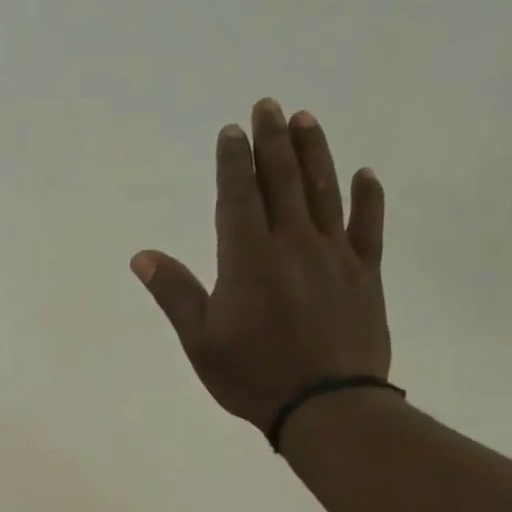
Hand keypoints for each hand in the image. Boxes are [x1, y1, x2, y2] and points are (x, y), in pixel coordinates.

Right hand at [132, 99, 389, 437]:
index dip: (233, 162)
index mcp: (248, 260)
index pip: (238, 198)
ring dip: (314, 152)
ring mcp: (334, 256)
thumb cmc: (253, 376)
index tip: (231, 132)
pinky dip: (367, 198)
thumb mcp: (201, 342)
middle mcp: (293, 245)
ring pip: (325, 191)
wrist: (327, 404)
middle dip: (273, 141)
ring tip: (306, 119)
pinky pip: (369, 226)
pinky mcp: (365, 274)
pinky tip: (364, 174)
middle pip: (283, 181)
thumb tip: (142, 257)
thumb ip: (176, 294)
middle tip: (268, 106)